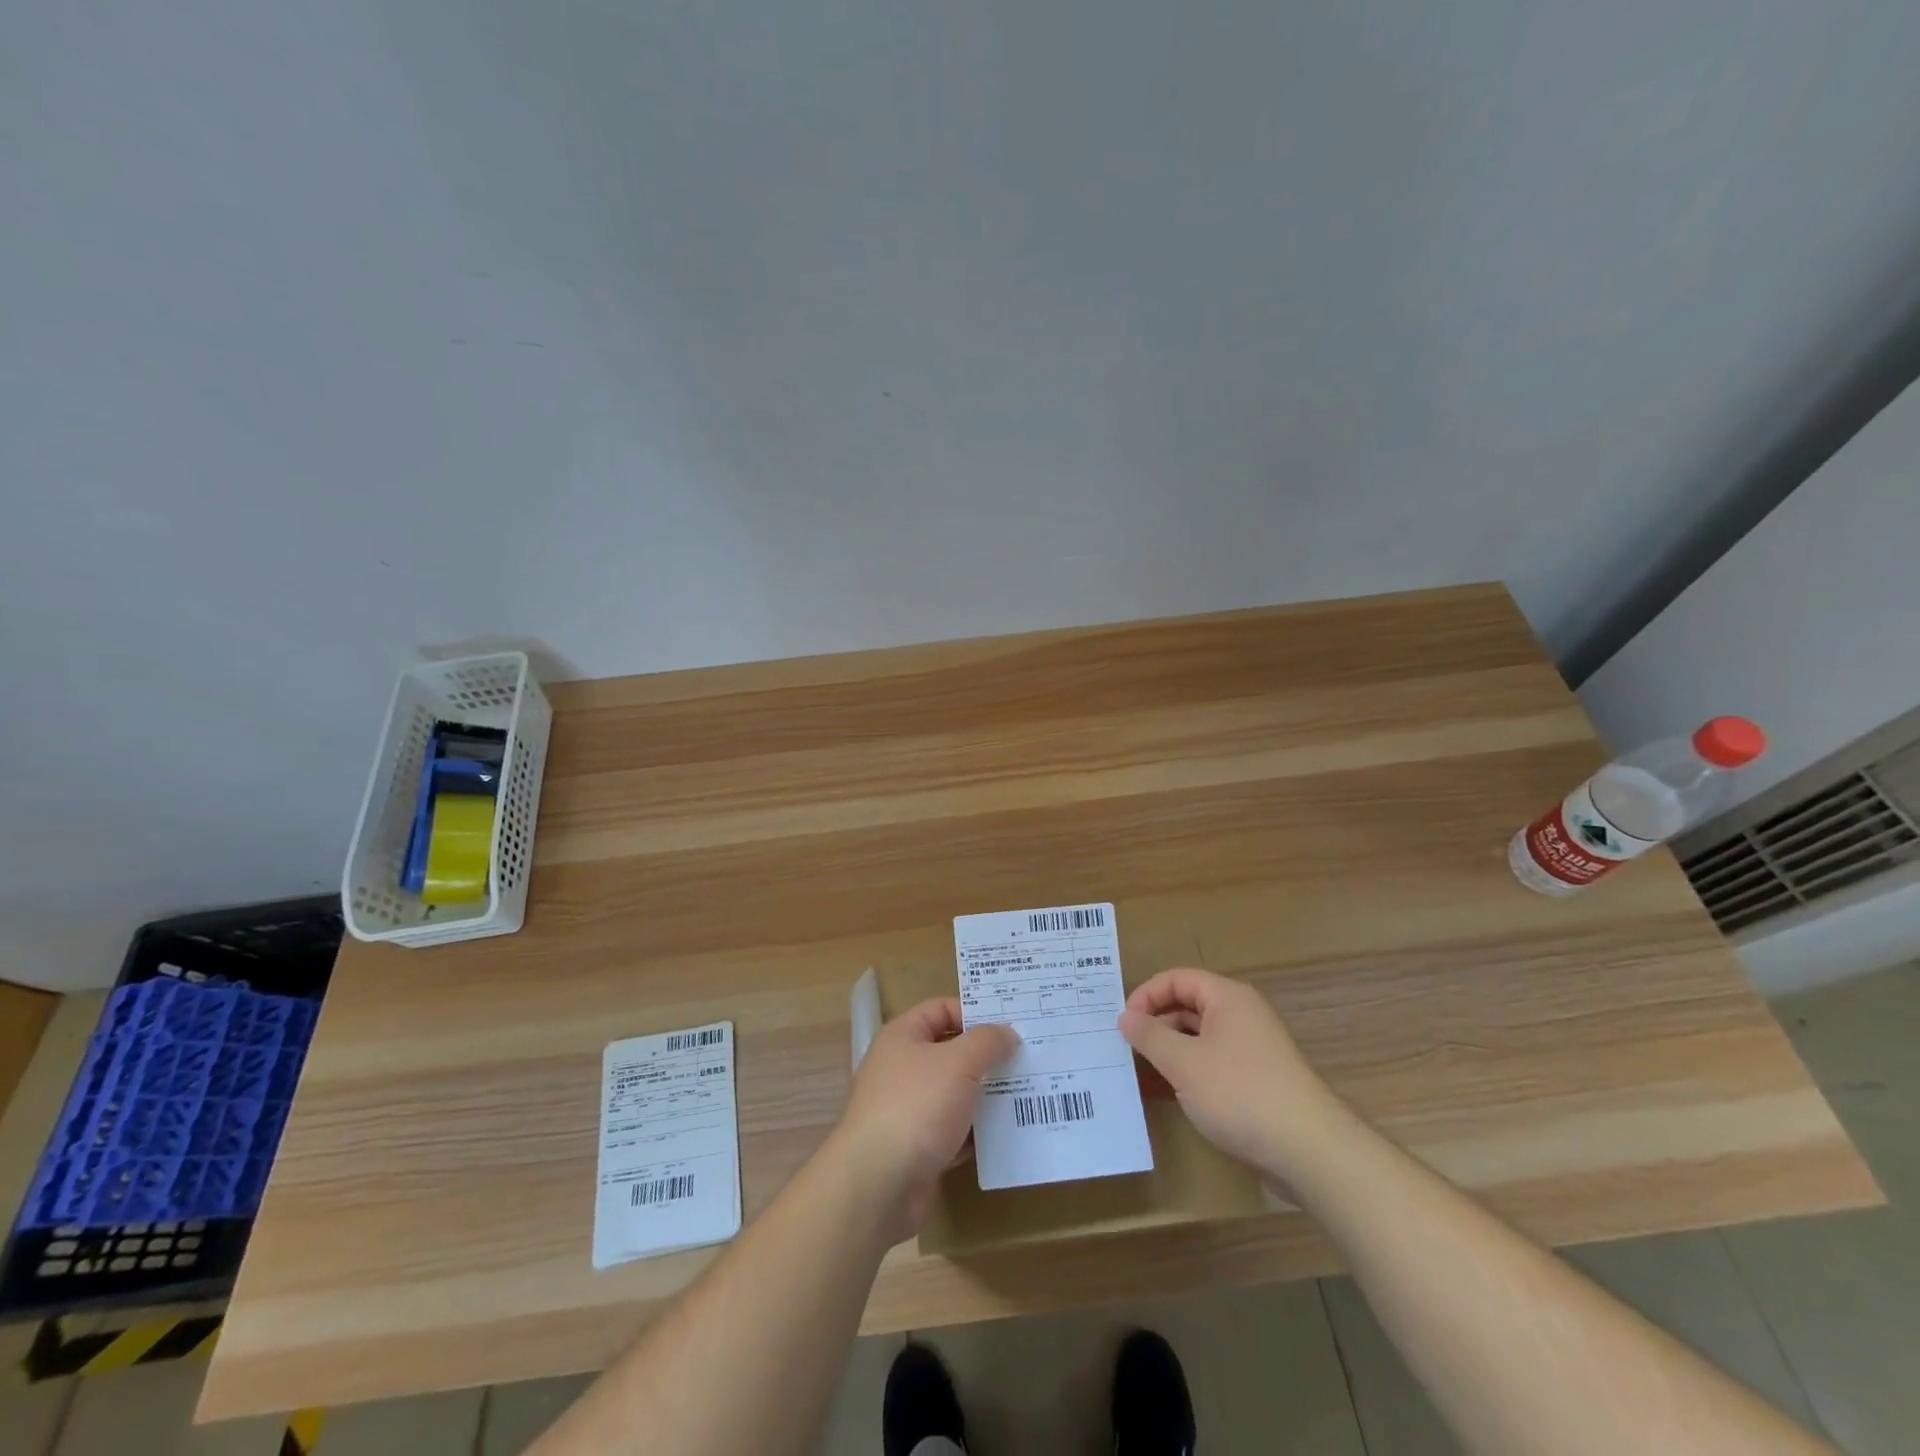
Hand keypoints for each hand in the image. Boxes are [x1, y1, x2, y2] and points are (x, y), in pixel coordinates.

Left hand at [832, 998, 1018, 1240]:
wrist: (879, 1186)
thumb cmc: (917, 1106)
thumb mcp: (959, 1062)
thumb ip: (987, 1041)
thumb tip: (1007, 1032)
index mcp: (903, 1036)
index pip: (942, 1009)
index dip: (975, 1012)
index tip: (1012, 1024)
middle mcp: (901, 1068)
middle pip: (951, 1052)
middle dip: (987, 1056)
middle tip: (1029, 1058)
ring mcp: (908, 1110)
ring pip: (955, 1093)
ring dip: (986, 1095)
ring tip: (1028, 1093)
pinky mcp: (917, 1149)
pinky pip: (954, 1131)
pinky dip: (977, 1132)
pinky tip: (1009, 1133)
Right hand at [1119, 967, 1342, 1180]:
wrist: (1310, 1152)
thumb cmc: (1240, 1094)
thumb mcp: (1184, 1063)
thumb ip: (1150, 1036)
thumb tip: (1125, 1016)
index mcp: (1227, 998)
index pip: (1177, 978)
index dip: (1146, 995)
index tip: (1123, 1023)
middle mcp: (1242, 1015)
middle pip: (1188, 1005)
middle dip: (1156, 1023)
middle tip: (1127, 1047)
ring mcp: (1253, 1048)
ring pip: (1200, 1036)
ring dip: (1171, 1049)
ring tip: (1143, 1071)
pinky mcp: (1258, 1080)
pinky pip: (1214, 1062)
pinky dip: (1190, 1071)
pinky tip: (1173, 1094)